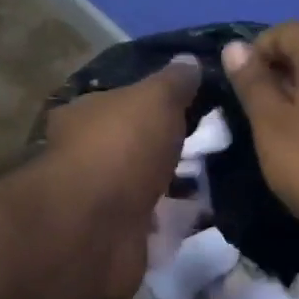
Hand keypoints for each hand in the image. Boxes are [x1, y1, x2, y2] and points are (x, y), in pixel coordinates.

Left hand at [43, 55, 201, 298]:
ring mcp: (97, 200)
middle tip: (211, 145)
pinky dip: (171, 222)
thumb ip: (174, 81)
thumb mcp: (155, 99)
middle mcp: (83, 155)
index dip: (151, 103)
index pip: (118, 101)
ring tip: (215, 182)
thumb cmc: (121, 148)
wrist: (95, 229)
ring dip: (171, 186)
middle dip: (165, 147)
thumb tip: (189, 60)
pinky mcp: (114, 238)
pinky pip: (150, 224)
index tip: (190, 106)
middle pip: (131, 145)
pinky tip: (201, 218)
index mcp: (83, 115)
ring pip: (141, 186)